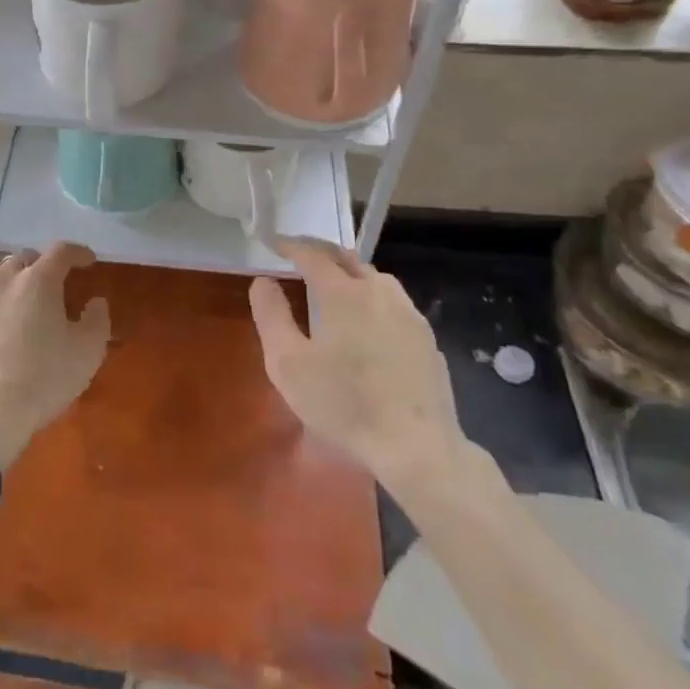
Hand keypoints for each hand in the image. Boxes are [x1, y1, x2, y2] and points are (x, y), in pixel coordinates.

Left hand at [0, 244, 111, 469]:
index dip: (77, 253)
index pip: (61, 252)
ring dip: (5, 274)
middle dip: (40, 266)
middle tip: (51, 285)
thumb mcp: (87, 354)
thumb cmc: (41, 382)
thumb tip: (95, 301)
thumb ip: (97, 320)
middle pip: (23, 258)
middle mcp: (0, 279)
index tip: (87, 260)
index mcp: (38, 281)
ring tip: (13, 291)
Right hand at [249, 238, 466, 496]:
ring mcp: (408, 314)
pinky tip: (368, 321)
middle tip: (300, 255)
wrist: (416, 446)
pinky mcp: (426, 338)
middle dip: (321, 252)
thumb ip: (272, 316)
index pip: (313, 255)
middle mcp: (379, 292)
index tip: (273, 243)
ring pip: (375, 278)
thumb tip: (263, 281)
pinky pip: (393, 303)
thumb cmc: (343, 404)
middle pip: (348, 258)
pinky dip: (372, 297)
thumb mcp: (288, 363)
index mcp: (343, 293)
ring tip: (334, 285)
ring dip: (350, 272)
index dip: (290, 245)